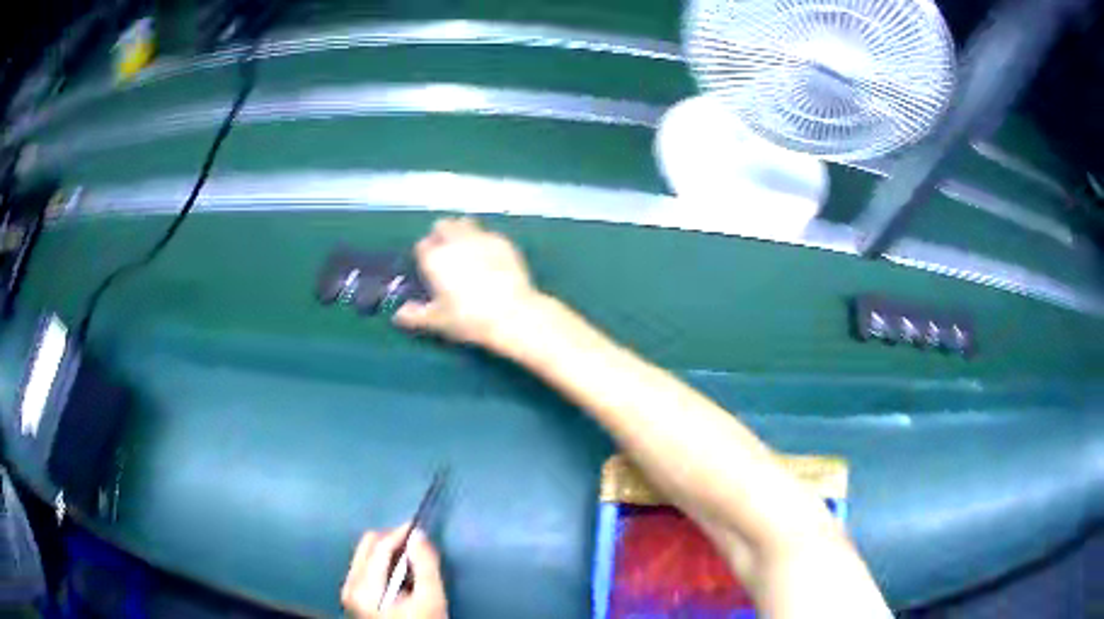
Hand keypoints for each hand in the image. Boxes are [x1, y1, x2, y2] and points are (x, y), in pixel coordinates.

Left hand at [341, 526, 447, 618]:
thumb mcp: (431, 600)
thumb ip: (426, 566)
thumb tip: (419, 535)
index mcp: (365, 588)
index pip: (379, 546)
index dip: (401, 533)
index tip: (420, 528)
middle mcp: (350, 585)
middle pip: (368, 545)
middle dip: (393, 540)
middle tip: (417, 546)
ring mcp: (348, 591)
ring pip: (365, 554)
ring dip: (388, 551)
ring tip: (412, 563)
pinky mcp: (353, 596)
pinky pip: (364, 566)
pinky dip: (382, 563)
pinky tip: (400, 575)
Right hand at [394, 218, 540, 346]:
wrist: (512, 314)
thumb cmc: (469, 318)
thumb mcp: (437, 321)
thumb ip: (415, 315)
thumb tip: (399, 314)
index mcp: (435, 258)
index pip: (422, 246)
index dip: (424, 256)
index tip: (429, 268)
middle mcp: (455, 241)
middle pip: (442, 225)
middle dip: (441, 235)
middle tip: (446, 254)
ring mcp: (481, 238)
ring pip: (465, 223)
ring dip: (461, 231)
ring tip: (466, 250)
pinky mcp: (503, 241)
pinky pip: (488, 233)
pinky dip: (484, 241)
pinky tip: (490, 257)